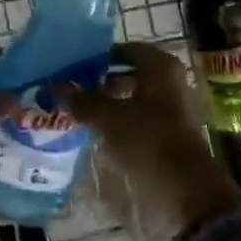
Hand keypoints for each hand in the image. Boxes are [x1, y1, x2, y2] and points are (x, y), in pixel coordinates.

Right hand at [61, 43, 240, 234]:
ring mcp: (174, 107)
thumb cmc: (148, 140)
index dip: (96, 58)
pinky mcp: (172, 132)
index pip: (122, 50)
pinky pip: (140, 117)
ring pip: (134, 97)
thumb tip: (53, 87)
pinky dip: (121, 120)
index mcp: (160, 66)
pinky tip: (98, 131)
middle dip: (100, 81)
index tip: (73, 67)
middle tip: (73, 89)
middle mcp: (171, 80)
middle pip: (128, 73)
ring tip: (80, 111)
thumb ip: (81, 100)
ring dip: (109, 103)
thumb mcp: (107, 118)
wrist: (188, 190)